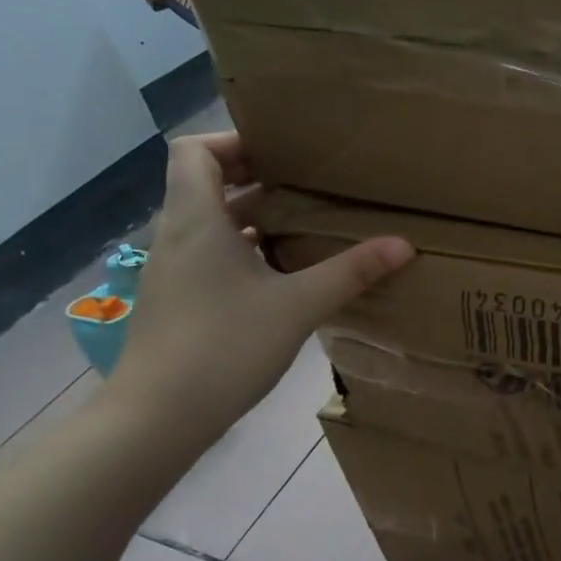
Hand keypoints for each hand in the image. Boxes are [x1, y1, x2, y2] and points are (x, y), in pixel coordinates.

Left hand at [108, 134, 412, 447]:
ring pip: (207, 221)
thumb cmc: (225, 346)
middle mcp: (176, 237)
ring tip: (303, 222)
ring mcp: (171, 271)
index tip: (281, 152)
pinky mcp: (176, 301)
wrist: (156, 419)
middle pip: (202, 182)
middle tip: (306, 182)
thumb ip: (351, 271)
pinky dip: (241, 248)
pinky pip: (207, 254)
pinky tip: (281, 273)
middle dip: (253, 176)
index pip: (193, 151)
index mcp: (197, 220)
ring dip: (250, 214)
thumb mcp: (299, 305)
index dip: (233, 141)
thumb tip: (404, 244)